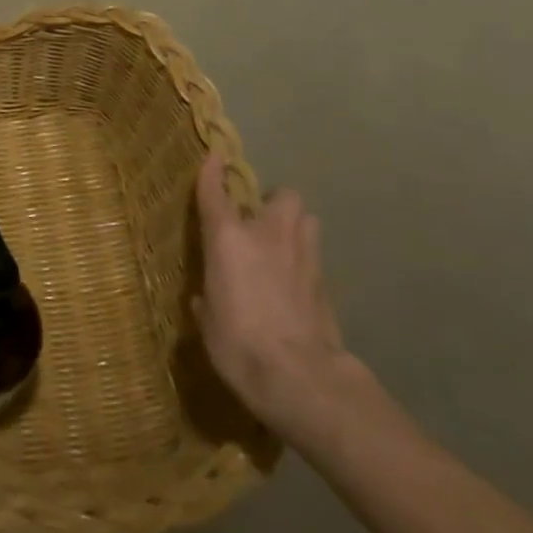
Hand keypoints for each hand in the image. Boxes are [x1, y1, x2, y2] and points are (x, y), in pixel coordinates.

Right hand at [193, 152, 355, 441]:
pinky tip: (294, 283)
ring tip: (281, 246)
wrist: (298, 376)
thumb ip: (208, 300)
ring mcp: (303, 257)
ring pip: (307, 220)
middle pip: (283, 197)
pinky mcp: (325, 283)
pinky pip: (314, 257)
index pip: (216, 194)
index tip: (215, 155)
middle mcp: (267, 236)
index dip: (212, 173)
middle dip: (273, 203)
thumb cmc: (236, 343)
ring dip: (294, 227)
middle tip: (260, 221)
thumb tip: (207, 300)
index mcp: (228, 239)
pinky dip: (304, 262)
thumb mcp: (208, 321)